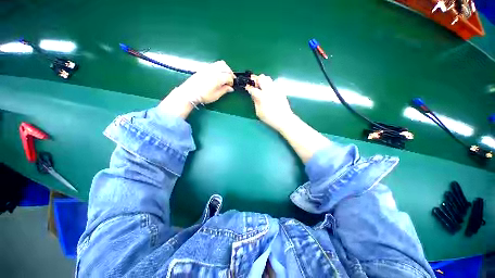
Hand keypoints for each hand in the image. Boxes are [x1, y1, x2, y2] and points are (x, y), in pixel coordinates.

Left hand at [172, 60, 234, 103]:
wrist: (190, 93)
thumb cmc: (202, 95)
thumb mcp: (216, 96)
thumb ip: (224, 90)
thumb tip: (230, 88)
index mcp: (218, 78)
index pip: (229, 77)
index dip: (232, 82)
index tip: (231, 86)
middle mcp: (214, 71)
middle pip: (226, 68)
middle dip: (231, 74)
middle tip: (231, 80)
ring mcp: (208, 68)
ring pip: (221, 64)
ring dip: (226, 69)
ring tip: (226, 76)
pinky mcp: (204, 68)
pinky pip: (215, 64)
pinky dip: (219, 68)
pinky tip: (219, 74)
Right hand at [246, 74, 293, 130]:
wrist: (284, 119)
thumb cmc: (270, 118)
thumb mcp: (259, 112)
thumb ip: (255, 102)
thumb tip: (253, 95)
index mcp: (262, 96)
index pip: (253, 89)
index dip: (248, 87)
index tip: (247, 87)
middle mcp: (269, 90)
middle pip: (261, 78)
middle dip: (256, 80)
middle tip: (254, 85)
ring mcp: (275, 89)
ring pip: (268, 78)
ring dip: (263, 80)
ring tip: (261, 87)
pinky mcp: (280, 90)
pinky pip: (273, 83)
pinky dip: (268, 84)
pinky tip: (268, 91)